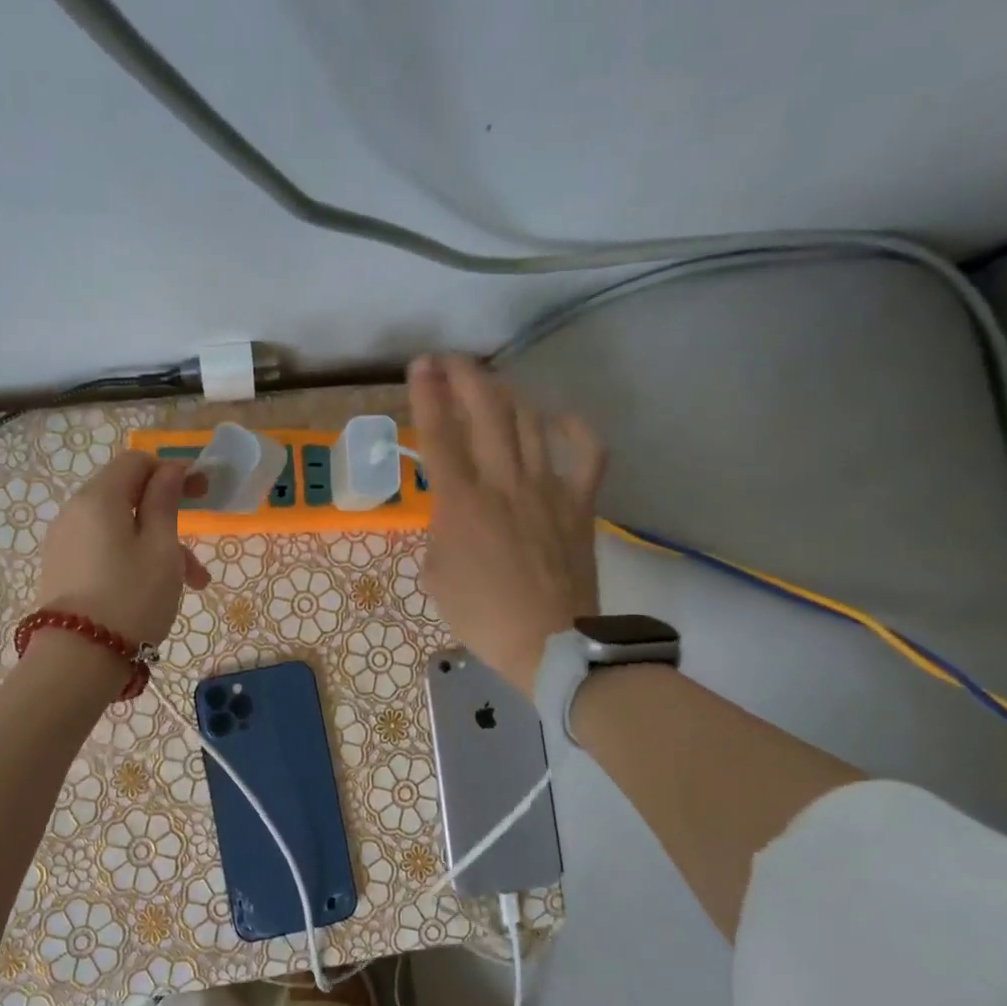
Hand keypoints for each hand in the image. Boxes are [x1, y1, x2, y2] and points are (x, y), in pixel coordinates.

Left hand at [35, 451, 210, 647]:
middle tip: (199, 553)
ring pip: (119, 529)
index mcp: (99, 498)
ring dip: (157, 547)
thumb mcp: (162, 549)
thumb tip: (170, 470)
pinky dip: (132, 559)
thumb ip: (165, 502)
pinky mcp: (61, 569)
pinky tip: (154, 592)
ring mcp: (64, 542)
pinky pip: (103, 550)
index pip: (137, 462)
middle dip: (169, 518)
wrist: (78, 661)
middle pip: (128, 497)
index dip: (172, 471)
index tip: (203, 493)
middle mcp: (74, 512)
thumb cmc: (132, 598)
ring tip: (190, 586)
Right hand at [410, 354, 606, 696]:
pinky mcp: (579, 502)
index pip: (439, 433)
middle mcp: (504, 481)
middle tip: (450, 361)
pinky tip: (556, 418)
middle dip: (465, 375)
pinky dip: (574, 428)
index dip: (427, 393)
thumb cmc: (482, 615)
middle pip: (486, 409)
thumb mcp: (436, 575)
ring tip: (490, 387)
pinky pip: (587, 452)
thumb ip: (439, 532)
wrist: (550, 644)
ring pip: (529, 420)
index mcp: (461, 502)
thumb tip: (452, 515)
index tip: (420, 366)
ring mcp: (547, 487)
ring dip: (506, 393)